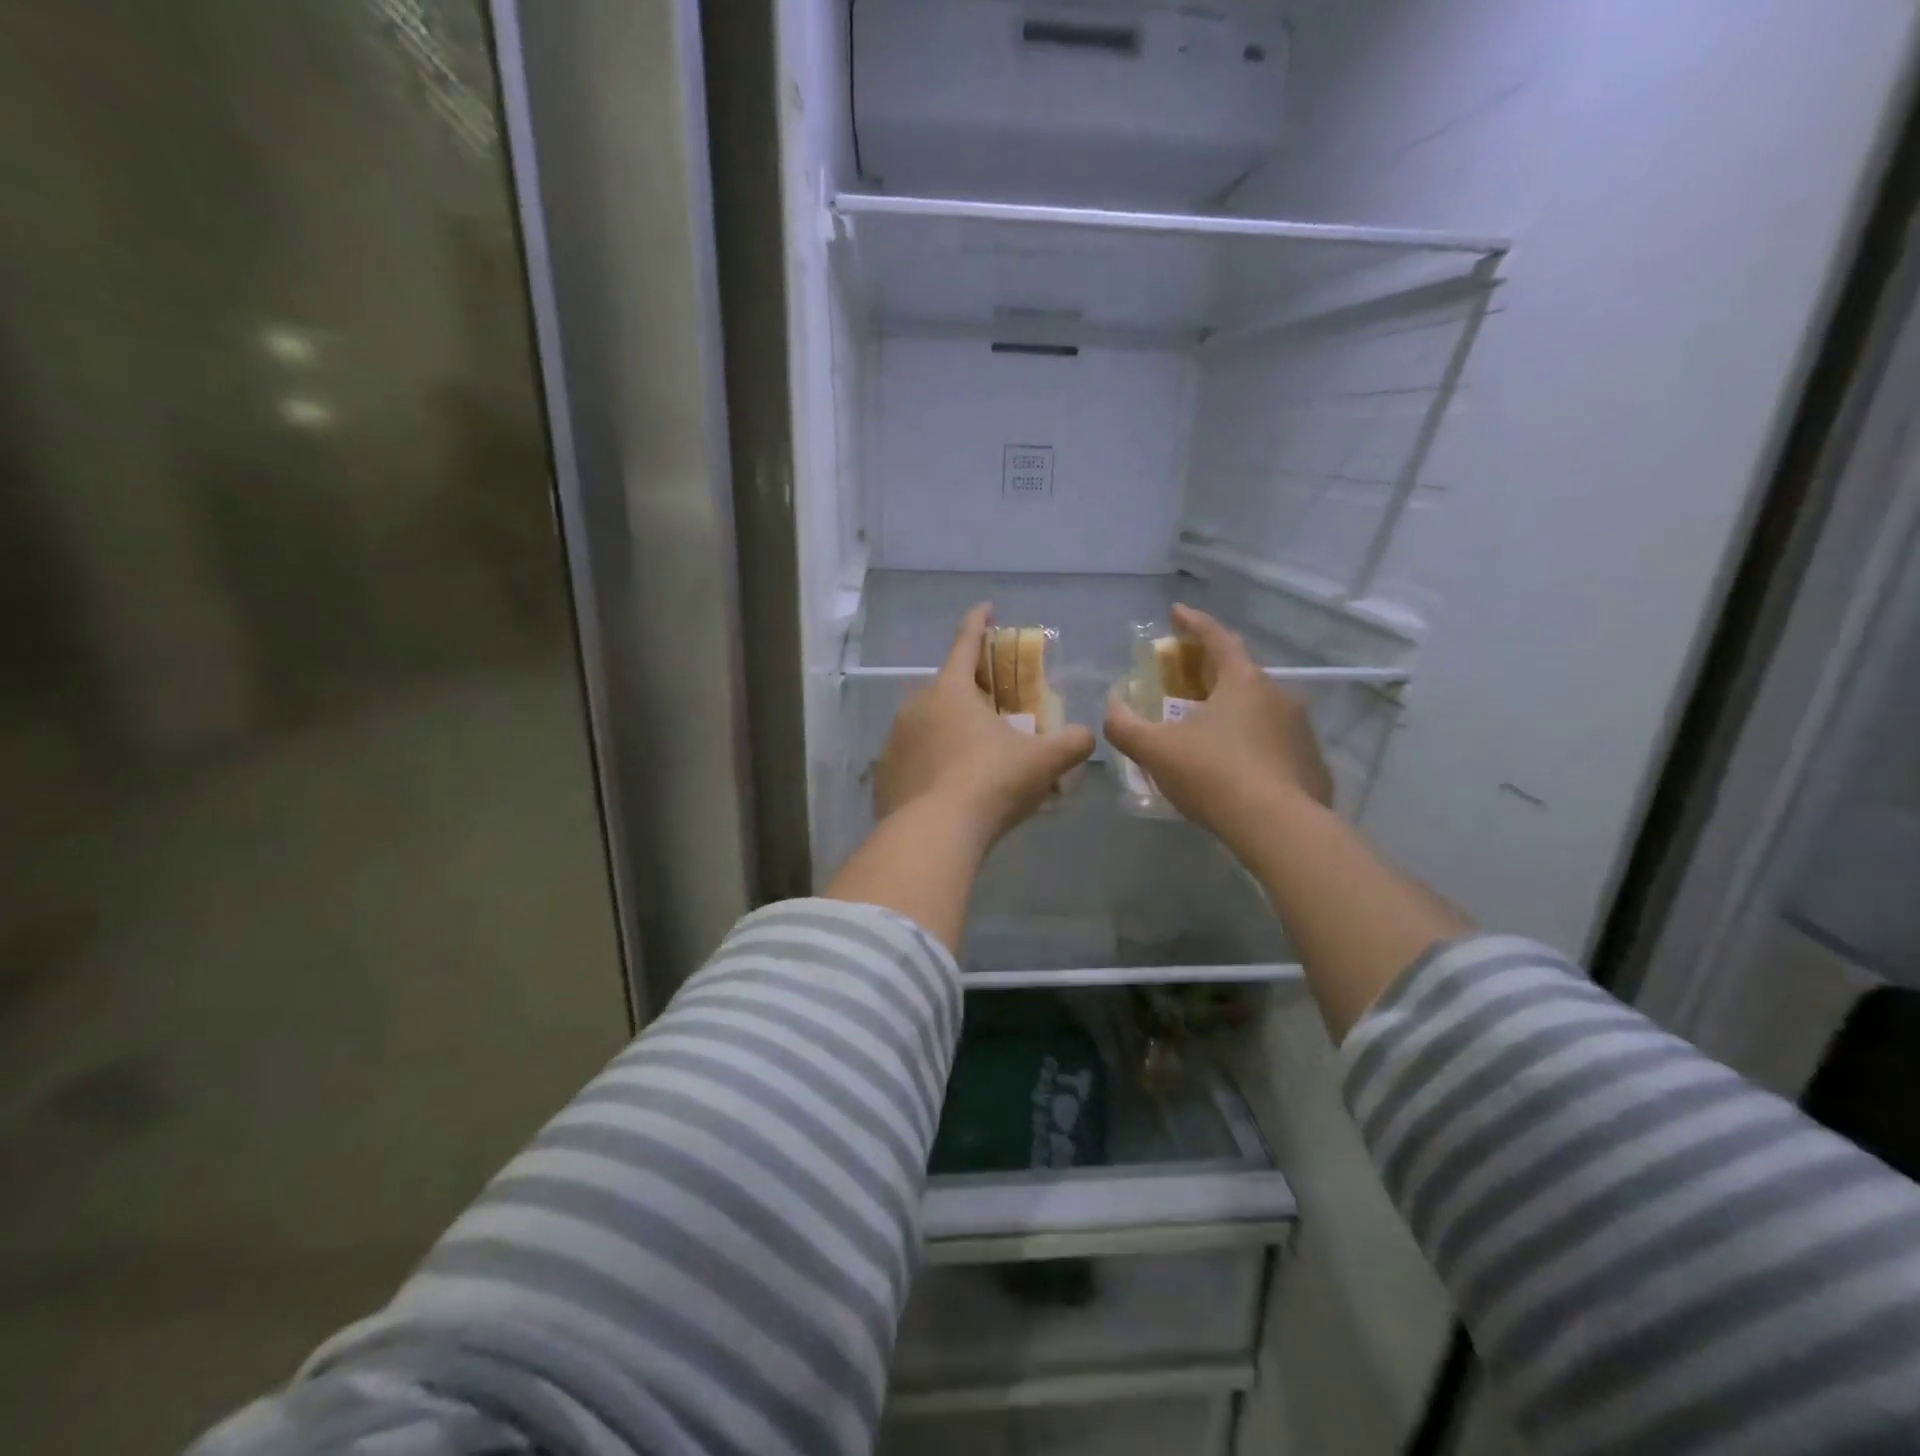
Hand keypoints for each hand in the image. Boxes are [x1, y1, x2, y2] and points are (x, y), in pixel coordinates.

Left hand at [874, 603, 1095, 846]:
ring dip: (949, 729)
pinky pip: (913, 757)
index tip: (986, 607)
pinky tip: (948, 785)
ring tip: (973, 753)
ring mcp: (894, 740)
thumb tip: (1088, 736)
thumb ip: (1072, 743)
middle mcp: (915, 706)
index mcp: (951, 690)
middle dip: (970, 689)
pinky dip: (931, 762)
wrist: (933, 835)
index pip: (966, 642)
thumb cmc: (990, 783)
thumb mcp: (1042, 762)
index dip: (979, 622)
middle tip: (994, 707)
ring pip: (927, 723)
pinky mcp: (884, 774)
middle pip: (946, 686)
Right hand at [1104, 604, 1332, 841]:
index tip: (1176, 612)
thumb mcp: (1155, 750)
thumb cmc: (1214, 775)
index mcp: (1243, 681)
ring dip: (1231, 709)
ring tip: (1206, 729)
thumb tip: (1111, 705)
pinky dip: (1250, 741)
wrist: (1279, 828)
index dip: (1193, 622)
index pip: (1216, 637)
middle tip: (1184, 680)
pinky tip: (1234, 766)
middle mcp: (1278, 694)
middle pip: (1238, 672)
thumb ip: (1124, 725)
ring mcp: (1300, 728)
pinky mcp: (1310, 762)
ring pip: (1258, 708)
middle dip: (1209, 670)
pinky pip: (1273, 740)